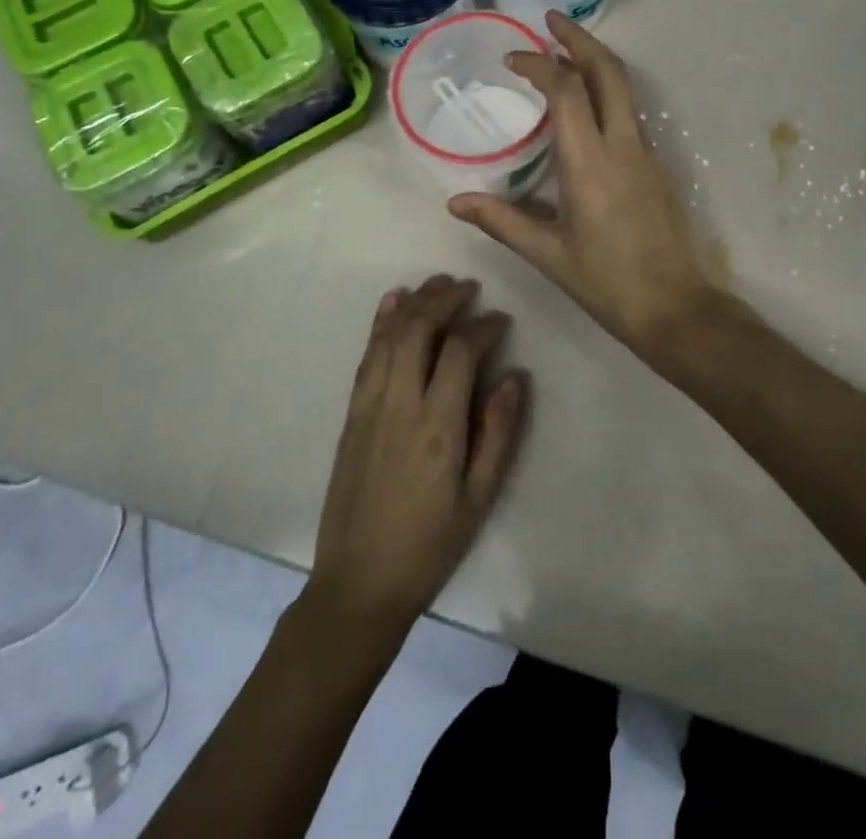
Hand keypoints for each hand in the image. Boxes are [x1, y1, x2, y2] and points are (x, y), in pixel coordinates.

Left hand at [309, 276, 525, 641]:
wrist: (358, 583)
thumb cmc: (429, 544)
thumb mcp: (479, 498)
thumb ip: (498, 434)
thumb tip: (514, 377)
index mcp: (437, 425)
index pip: (460, 351)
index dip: (483, 326)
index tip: (501, 320)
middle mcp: (400, 403)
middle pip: (420, 330)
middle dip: (446, 299)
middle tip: (469, 287)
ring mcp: (369, 405)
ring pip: (391, 335)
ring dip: (415, 302)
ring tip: (438, 283)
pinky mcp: (352, 413)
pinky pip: (367, 355)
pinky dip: (381, 323)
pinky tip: (392, 302)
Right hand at [448, 12, 716, 367]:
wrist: (675, 307)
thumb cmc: (607, 283)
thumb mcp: (548, 254)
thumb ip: (502, 221)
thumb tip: (456, 202)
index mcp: (590, 163)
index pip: (566, 92)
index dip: (539, 66)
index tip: (513, 59)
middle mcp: (622, 146)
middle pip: (608, 71)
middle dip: (580, 39)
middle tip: (551, 21)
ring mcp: (645, 153)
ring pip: (625, 88)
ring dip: (595, 61)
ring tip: (564, 50)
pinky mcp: (655, 165)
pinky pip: (629, 111)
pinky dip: (606, 89)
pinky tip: (585, 102)